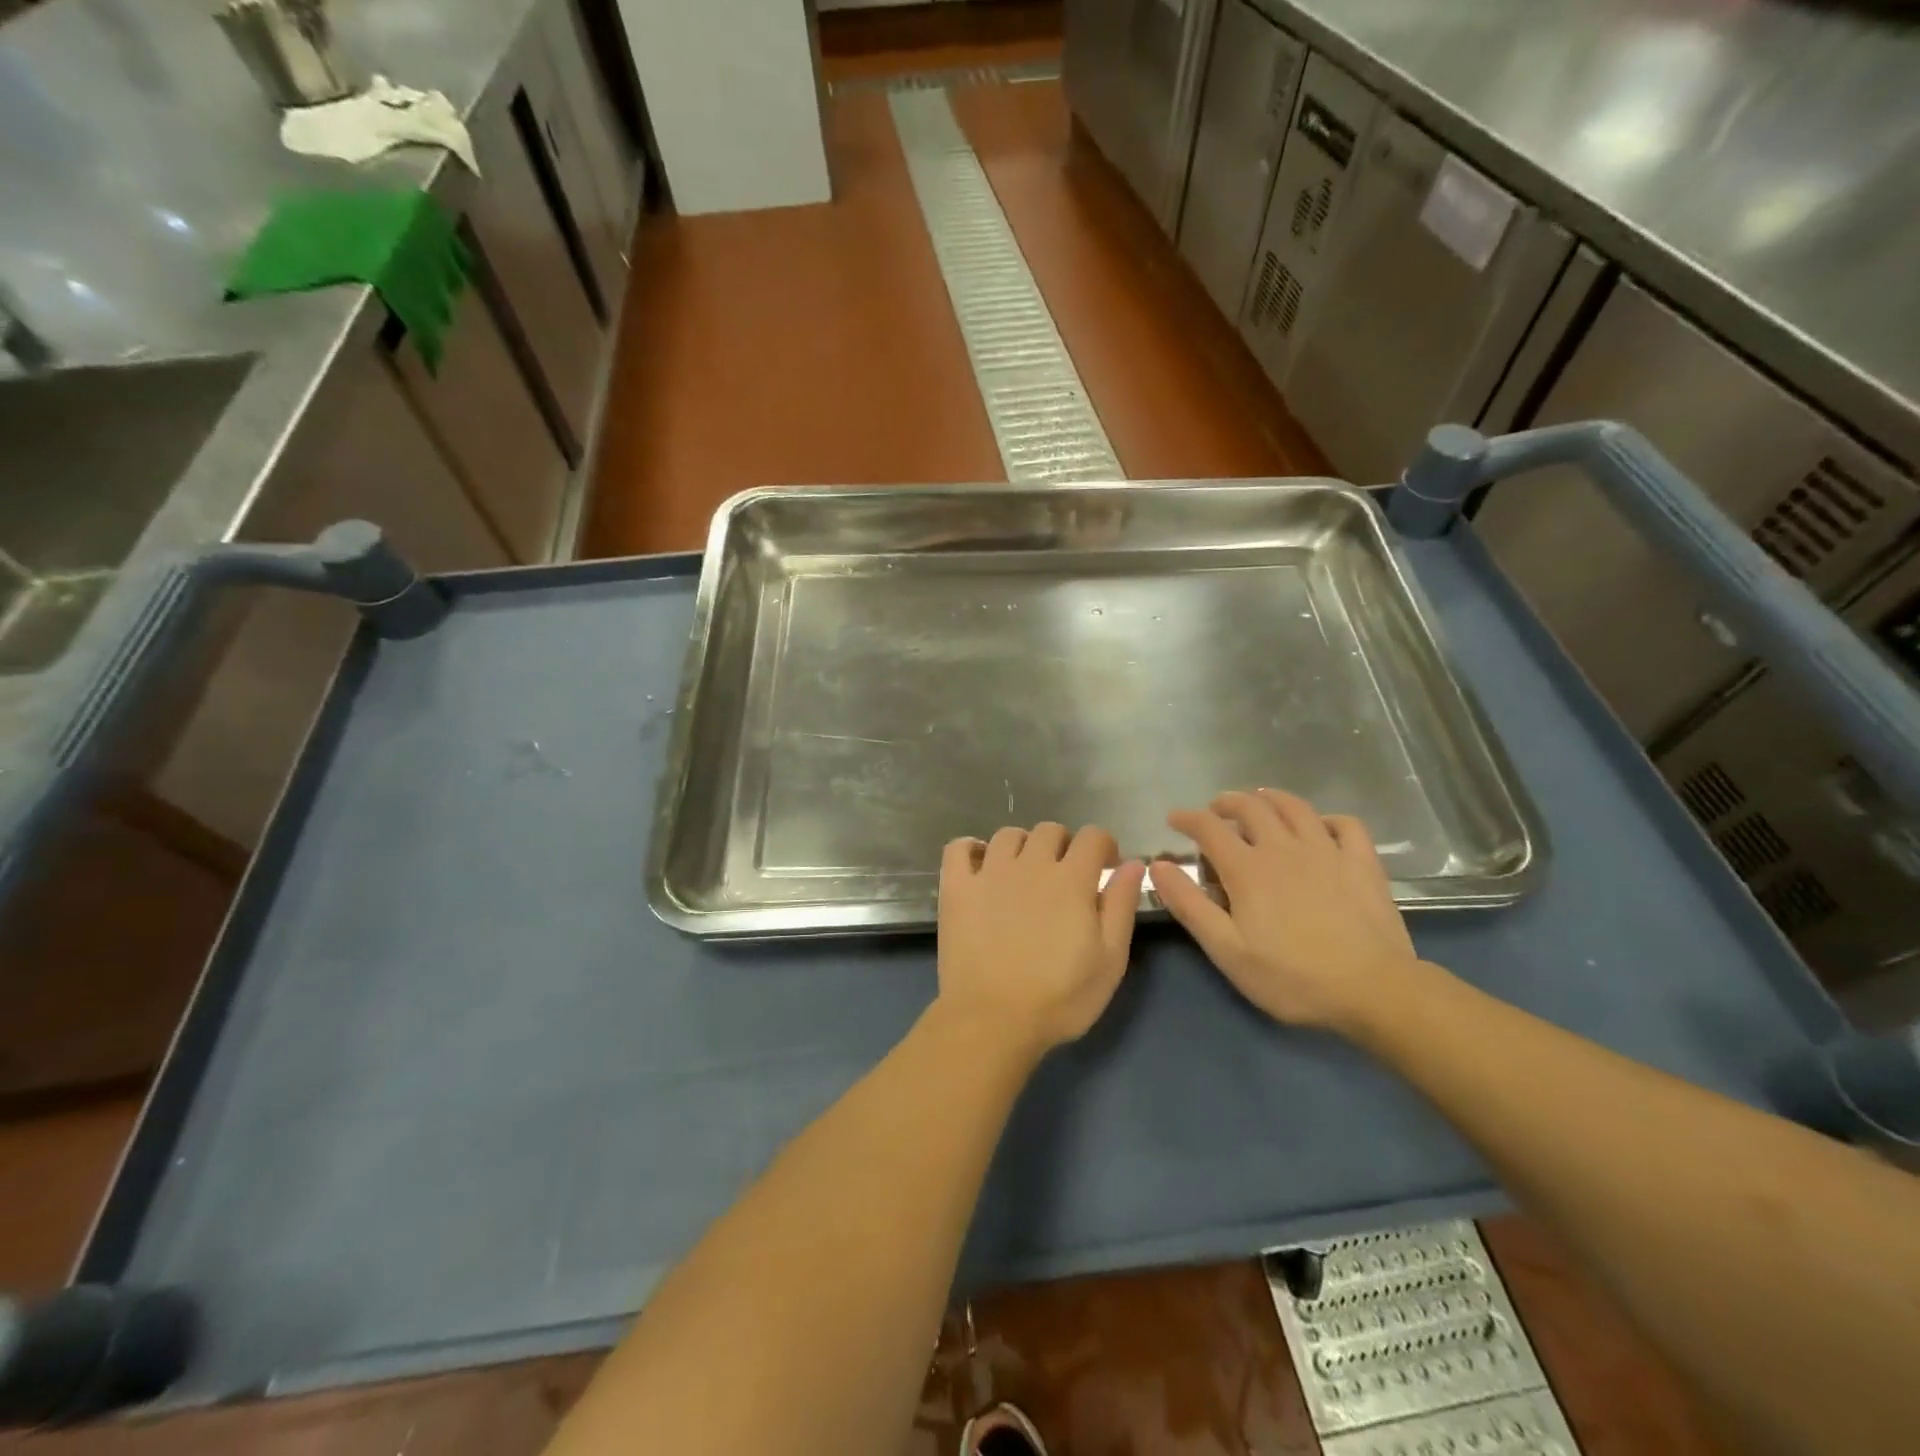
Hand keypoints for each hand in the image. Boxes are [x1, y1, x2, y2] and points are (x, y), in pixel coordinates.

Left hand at [936, 823, 1145, 1055]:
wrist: (993, 1020)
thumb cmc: (1060, 998)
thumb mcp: (1110, 961)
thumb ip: (1121, 906)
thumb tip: (1132, 864)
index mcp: (1071, 880)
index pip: (1092, 836)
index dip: (1102, 846)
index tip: (1103, 868)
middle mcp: (1030, 865)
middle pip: (1049, 830)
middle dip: (1063, 846)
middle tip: (1063, 877)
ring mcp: (989, 873)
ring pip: (1008, 835)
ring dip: (1022, 847)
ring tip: (1023, 874)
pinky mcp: (956, 888)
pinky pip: (959, 848)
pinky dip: (970, 849)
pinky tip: (979, 866)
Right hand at [1150, 790, 1417, 1031]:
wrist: (1374, 991)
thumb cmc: (1291, 976)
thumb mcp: (1226, 949)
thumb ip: (1189, 905)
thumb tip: (1158, 866)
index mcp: (1247, 868)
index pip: (1208, 827)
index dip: (1187, 818)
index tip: (1174, 819)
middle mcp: (1284, 848)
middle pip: (1251, 807)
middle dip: (1227, 802)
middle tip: (1215, 810)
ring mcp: (1327, 851)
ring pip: (1295, 807)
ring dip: (1270, 799)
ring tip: (1260, 803)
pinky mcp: (1362, 864)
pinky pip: (1345, 824)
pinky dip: (1327, 819)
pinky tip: (1320, 828)